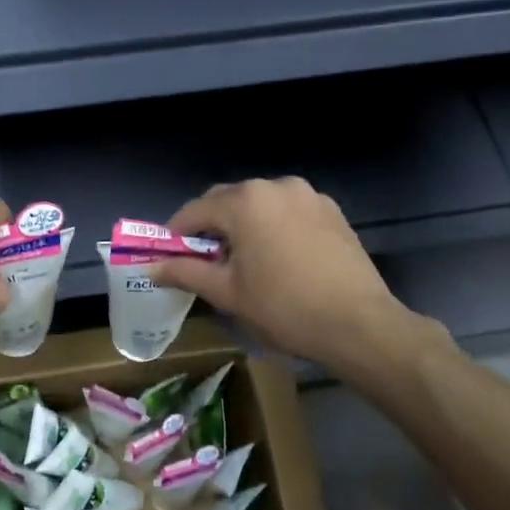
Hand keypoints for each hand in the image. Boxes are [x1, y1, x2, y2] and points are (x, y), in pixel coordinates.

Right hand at [152, 178, 432, 369]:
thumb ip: (185, 272)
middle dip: (211, 226)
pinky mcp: (332, 211)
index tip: (168, 256)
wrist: (358, 324)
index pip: (195, 210)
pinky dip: (274, 226)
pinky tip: (278, 257)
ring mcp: (308, 195)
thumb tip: (151, 268)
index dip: (176, 233)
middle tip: (203, 260)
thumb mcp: (227, 293)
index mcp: (245, 202)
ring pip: (261, 204)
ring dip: (244, 224)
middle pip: (229, 201)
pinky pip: (289, 211)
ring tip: (243, 259)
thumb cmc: (283, 307)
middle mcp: (275, 186)